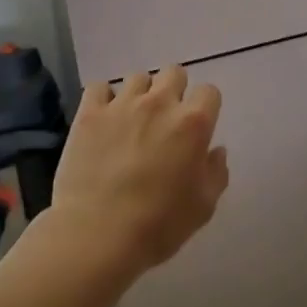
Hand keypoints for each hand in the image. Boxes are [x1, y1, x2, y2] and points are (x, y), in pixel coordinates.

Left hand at [48, 65, 228, 279]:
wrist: (98, 234)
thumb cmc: (158, 224)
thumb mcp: (203, 206)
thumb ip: (216, 172)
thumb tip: (215, 150)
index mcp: (193, 123)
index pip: (209, 92)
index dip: (205, 108)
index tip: (197, 127)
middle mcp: (160, 103)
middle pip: (174, 73)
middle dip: (174, 90)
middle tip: (166, 119)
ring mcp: (122, 104)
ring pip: (138, 77)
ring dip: (140, 94)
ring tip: (132, 119)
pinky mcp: (89, 113)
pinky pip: (98, 88)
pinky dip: (103, 99)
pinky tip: (104, 119)